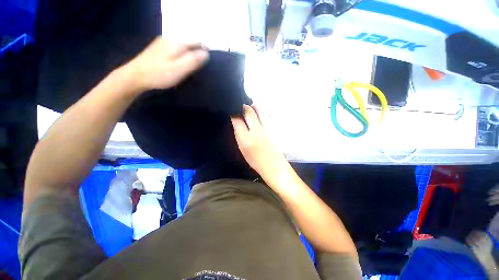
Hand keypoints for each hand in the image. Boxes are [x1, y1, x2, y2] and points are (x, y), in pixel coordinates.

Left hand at [123, 37, 208, 90]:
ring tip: (185, 67)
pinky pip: (174, 48)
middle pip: (189, 43)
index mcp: (177, 44)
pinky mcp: (157, 47)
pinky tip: (175, 64)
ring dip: (187, 54)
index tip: (204, 63)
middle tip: (194, 68)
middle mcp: (170, 39)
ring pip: (182, 46)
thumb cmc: (159, 74)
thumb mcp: (180, 69)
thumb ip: (193, 61)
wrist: (135, 75)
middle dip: (195, 53)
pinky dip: (179, 55)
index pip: (197, 41)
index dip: (204, 50)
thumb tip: (206, 53)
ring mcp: (162, 42)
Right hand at [231, 105, 287, 179]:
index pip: (237, 120)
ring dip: (253, 106)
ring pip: (259, 109)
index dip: (233, 114)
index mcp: (246, 139)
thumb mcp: (243, 149)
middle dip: (242, 106)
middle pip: (248, 111)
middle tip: (241, 107)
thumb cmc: (256, 161)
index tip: (232, 112)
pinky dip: (262, 110)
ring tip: (251, 107)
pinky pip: (267, 113)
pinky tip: (260, 113)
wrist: (274, 166)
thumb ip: (239, 135)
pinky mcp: (275, 127)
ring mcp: (267, 127)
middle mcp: (256, 130)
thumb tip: (237, 122)